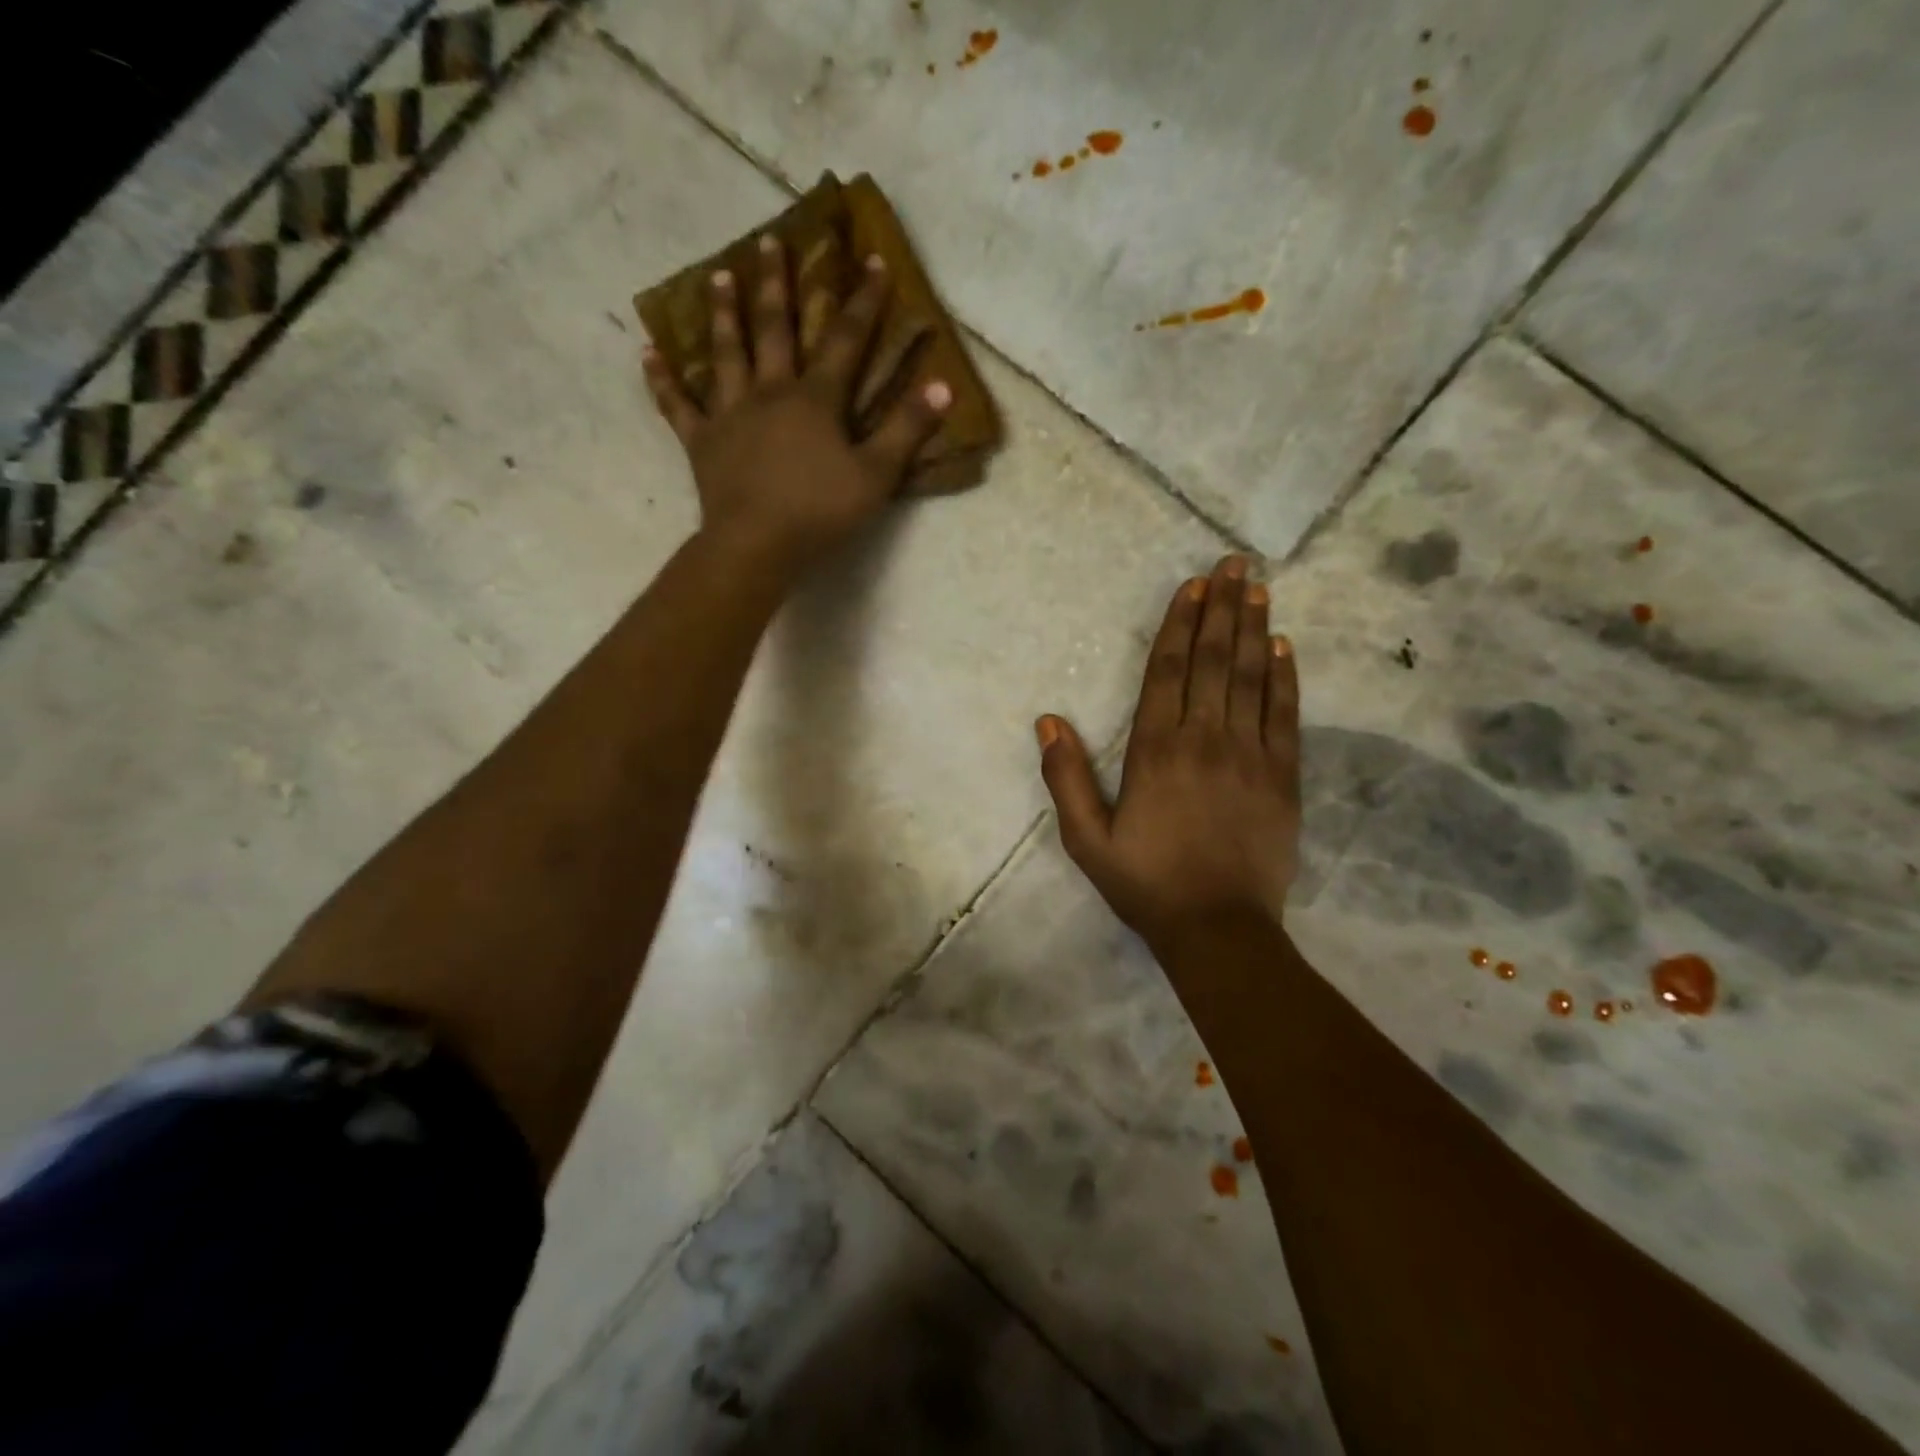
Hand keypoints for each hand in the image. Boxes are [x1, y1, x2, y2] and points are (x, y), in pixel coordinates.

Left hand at [643, 234, 950, 573]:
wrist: (757, 545)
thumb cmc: (820, 512)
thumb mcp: (876, 476)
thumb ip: (907, 430)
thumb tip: (942, 385)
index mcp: (815, 399)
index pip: (845, 339)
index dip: (862, 301)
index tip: (870, 259)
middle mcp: (770, 392)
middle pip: (773, 329)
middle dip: (776, 284)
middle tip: (770, 240)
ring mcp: (730, 414)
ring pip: (725, 353)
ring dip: (723, 313)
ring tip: (718, 275)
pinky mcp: (702, 442)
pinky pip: (678, 406)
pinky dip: (663, 381)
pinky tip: (649, 354)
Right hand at [1036, 554, 1300, 949]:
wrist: (1218, 929)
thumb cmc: (1146, 882)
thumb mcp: (1086, 838)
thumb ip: (1067, 777)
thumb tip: (1047, 721)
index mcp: (1155, 750)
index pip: (1168, 671)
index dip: (1180, 624)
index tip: (1193, 586)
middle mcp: (1204, 739)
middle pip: (1215, 661)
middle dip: (1223, 608)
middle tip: (1234, 564)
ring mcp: (1250, 755)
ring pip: (1252, 678)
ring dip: (1255, 628)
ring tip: (1259, 588)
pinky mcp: (1283, 776)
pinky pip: (1285, 715)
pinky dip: (1285, 678)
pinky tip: (1285, 648)